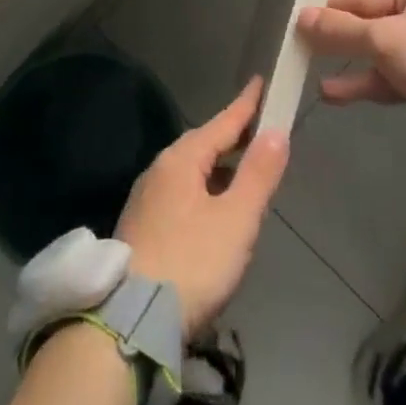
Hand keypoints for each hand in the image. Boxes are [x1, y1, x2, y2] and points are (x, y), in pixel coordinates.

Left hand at [116, 77, 289, 335]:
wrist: (129, 322)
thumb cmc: (191, 263)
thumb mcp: (236, 220)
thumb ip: (258, 174)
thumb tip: (276, 131)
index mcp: (181, 159)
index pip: (222, 122)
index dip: (246, 105)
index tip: (260, 82)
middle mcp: (159, 170)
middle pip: (203, 144)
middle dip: (231, 137)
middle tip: (258, 131)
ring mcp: (146, 199)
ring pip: (190, 171)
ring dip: (218, 166)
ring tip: (242, 172)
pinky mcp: (141, 228)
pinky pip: (180, 193)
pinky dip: (203, 189)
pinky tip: (213, 210)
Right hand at [297, 0, 405, 121]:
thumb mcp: (383, 39)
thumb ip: (340, 31)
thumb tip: (300, 17)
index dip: (332, 11)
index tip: (301, 22)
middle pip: (378, 24)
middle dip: (344, 44)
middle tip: (307, 53)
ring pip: (391, 52)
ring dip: (357, 68)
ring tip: (319, 82)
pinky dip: (378, 82)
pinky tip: (341, 94)